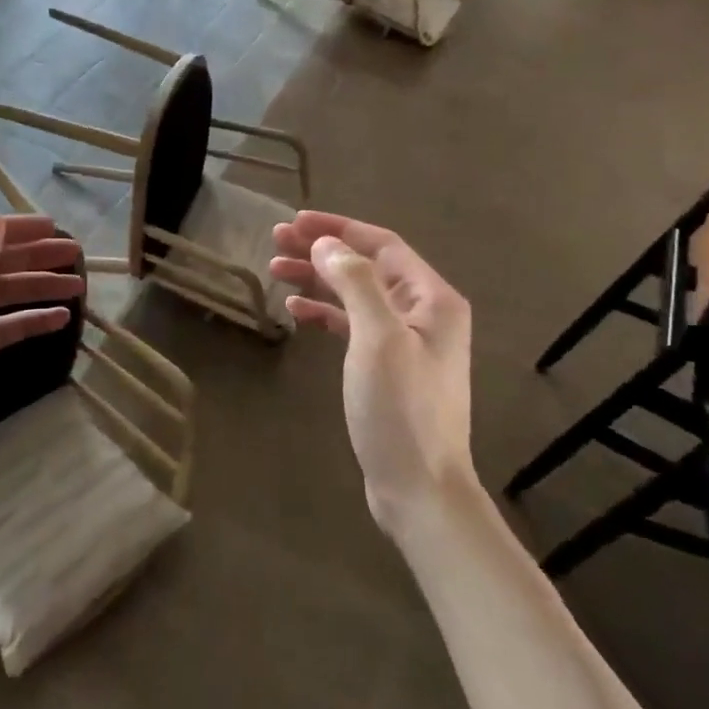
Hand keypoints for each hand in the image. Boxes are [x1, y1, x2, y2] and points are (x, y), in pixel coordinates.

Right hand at [271, 211, 472, 535]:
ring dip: (319, 280)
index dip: (338, 228)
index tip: (295, 221)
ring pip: (356, 295)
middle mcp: (424, 312)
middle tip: (275, 241)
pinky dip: (326, 314)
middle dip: (322, 251)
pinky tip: (296, 311)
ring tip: (275, 269)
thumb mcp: (378, 339)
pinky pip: (354, 326)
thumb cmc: (401, 411)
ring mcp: (406, 342)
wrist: (419, 488)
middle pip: (367, 266)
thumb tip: (327, 245)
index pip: (382, 244)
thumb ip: (356, 283)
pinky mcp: (388, 368)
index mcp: (432, 298)